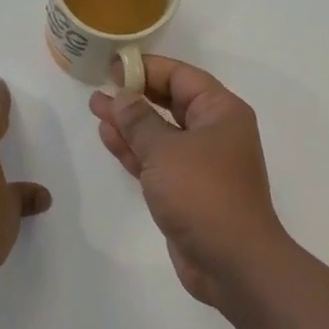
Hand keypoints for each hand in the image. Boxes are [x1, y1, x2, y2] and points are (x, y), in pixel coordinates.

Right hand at [88, 55, 291, 306]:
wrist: (232, 262)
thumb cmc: (202, 193)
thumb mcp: (165, 150)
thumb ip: (139, 120)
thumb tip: (122, 96)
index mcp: (220, 112)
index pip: (181, 76)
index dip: (146, 68)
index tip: (113, 66)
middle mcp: (214, 132)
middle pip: (170, 102)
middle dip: (134, 95)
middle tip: (99, 86)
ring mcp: (200, 163)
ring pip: (160, 132)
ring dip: (129, 122)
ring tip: (96, 107)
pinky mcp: (186, 190)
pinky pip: (157, 159)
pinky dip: (134, 149)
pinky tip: (109, 136)